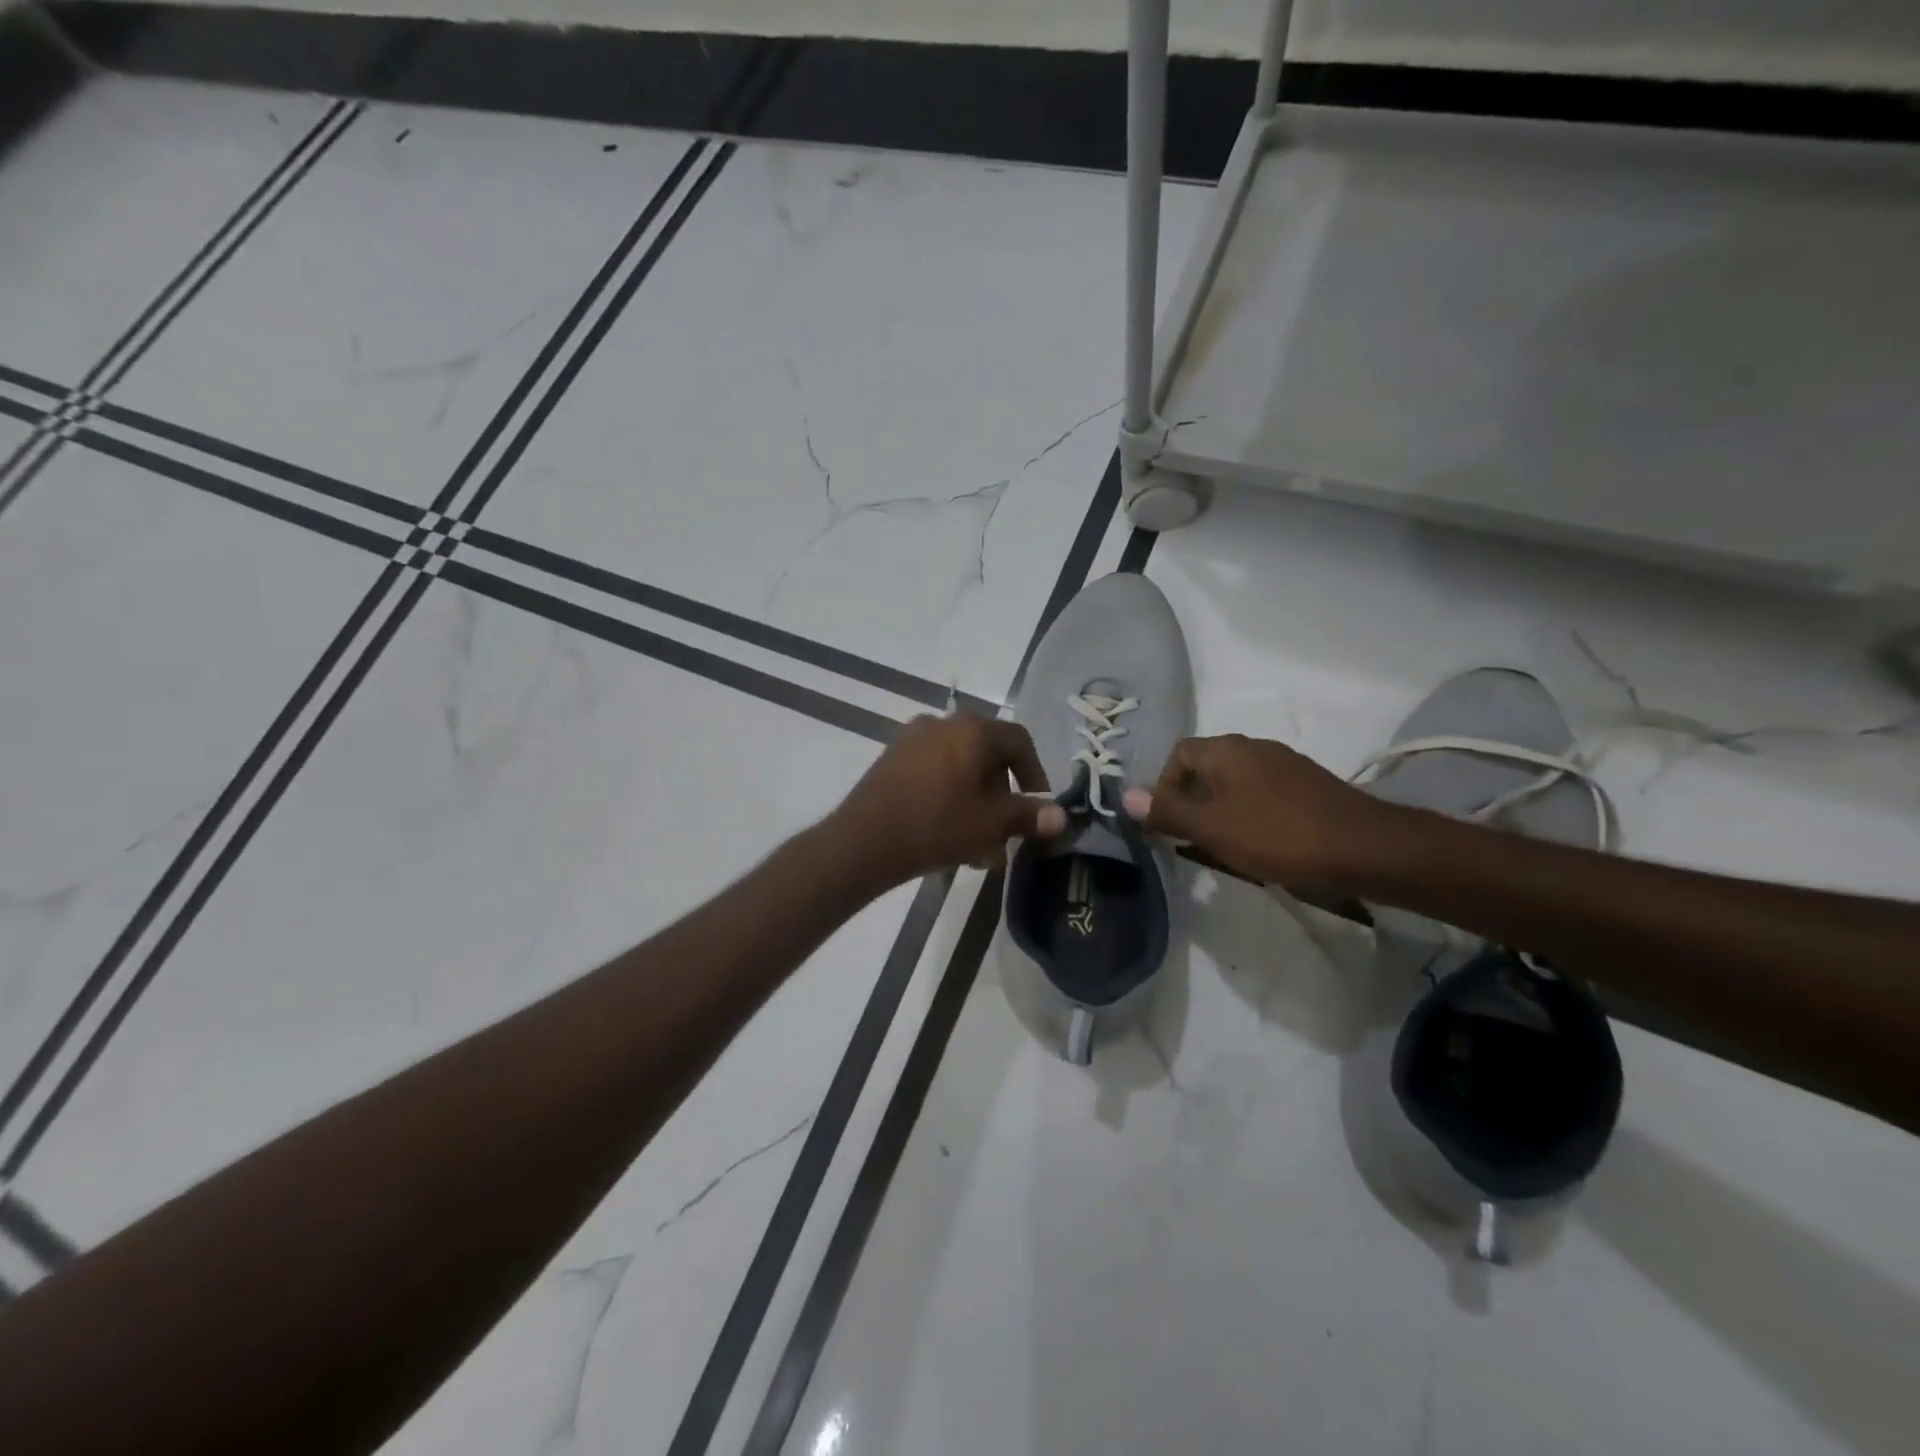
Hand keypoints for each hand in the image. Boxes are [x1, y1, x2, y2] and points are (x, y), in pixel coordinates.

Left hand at [829, 714, 1066, 885]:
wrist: (863, 841)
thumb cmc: (936, 826)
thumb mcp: (989, 824)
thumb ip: (1028, 816)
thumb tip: (1062, 817)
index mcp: (973, 730)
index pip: (1018, 741)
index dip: (1034, 773)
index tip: (1037, 806)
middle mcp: (944, 723)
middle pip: (988, 755)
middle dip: (1002, 796)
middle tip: (1005, 832)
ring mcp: (913, 738)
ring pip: (961, 768)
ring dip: (977, 802)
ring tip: (978, 846)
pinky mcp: (892, 758)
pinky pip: (935, 771)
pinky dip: (950, 796)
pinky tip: (949, 834)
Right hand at [1122, 735, 1399, 885]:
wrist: (1365, 848)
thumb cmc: (1277, 835)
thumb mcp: (1212, 828)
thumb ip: (1167, 812)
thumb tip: (1124, 795)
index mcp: (1227, 750)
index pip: (1178, 754)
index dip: (1164, 786)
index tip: (1168, 823)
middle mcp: (1254, 747)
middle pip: (1206, 768)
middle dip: (1192, 802)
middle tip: (1192, 839)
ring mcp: (1285, 765)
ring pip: (1236, 784)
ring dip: (1221, 811)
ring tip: (1224, 848)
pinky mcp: (1309, 787)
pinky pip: (1263, 795)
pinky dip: (1251, 815)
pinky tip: (1261, 846)